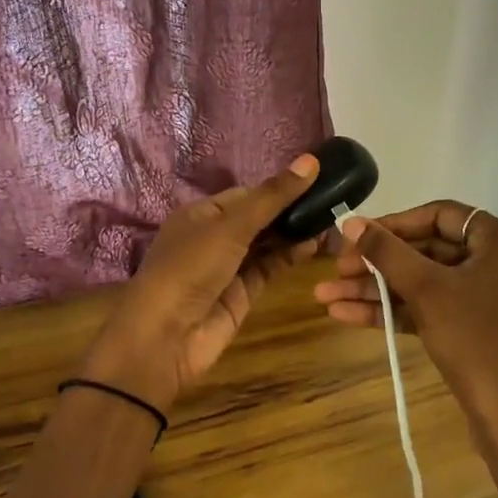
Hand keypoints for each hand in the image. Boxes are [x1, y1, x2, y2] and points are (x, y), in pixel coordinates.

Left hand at [77, 155, 322, 417]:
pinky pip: (269, 268)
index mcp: (200, 214)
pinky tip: (314, 245)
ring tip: (330, 221)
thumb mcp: (230, 226)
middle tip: (331, 202)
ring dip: (293, 234)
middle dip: (290, 211)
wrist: (166, 336)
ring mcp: (228, 267)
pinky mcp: (242, 294)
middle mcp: (213, 237)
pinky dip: (290, 257)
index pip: (245, 194)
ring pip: (266, 244)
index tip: (315, 181)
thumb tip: (311, 160)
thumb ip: (272, 197)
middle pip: (258, 218)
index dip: (277, 188)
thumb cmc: (190, 268)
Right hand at [315, 201, 497, 497]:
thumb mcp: (427, 290)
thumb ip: (386, 252)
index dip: (393, 224)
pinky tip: (347, 316)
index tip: (356, 237)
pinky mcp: (478, 330)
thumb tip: (350, 222)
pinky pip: (433, 309)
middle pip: (429, 250)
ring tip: (326, 297)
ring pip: (426, 284)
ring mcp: (491, 299)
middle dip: (377, 264)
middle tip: (336, 271)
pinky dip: (396, 312)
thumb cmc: (477, 341)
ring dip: (377, 290)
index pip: (441, 215)